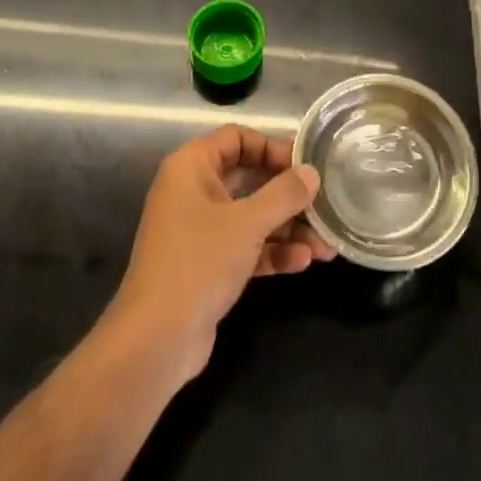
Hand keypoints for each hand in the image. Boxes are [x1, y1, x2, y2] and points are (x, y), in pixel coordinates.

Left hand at [105, 125, 334, 381]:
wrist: (155, 342)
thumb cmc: (199, 262)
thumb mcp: (248, 223)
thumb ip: (284, 194)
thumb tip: (312, 173)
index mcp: (192, 167)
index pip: (237, 138)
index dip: (272, 147)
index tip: (305, 164)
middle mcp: (193, 192)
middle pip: (249, 178)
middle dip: (288, 194)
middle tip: (323, 201)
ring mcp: (199, 231)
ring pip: (251, 216)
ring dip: (288, 228)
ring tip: (326, 244)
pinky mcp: (207, 266)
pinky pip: (246, 247)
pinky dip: (272, 252)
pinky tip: (304, 262)